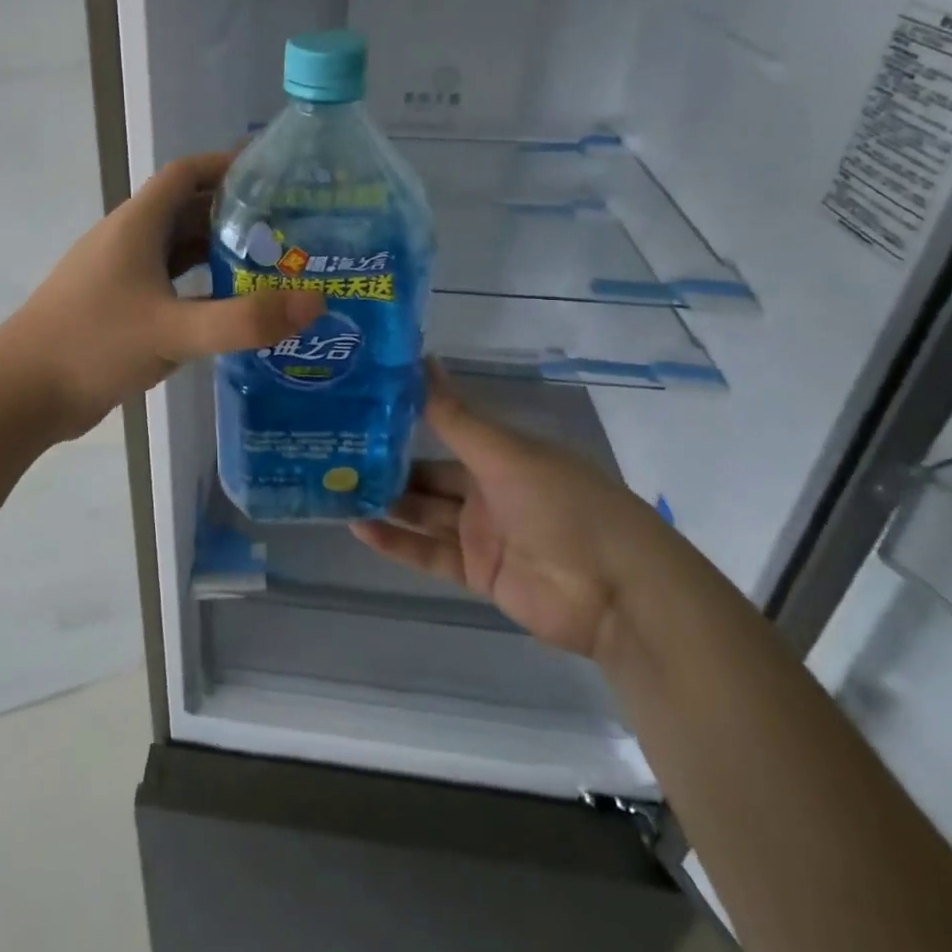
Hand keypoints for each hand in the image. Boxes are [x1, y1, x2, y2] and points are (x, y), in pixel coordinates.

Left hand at [4, 152, 324, 439]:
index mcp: (138, 224)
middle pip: (190, 212)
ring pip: (180, 252)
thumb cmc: (93, 344)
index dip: (228, 166)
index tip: (277, 177)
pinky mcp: (121, 309)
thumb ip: (243, 320)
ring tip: (274, 269)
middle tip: (291, 231)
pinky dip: (202, 290)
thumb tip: (316, 301)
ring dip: (221, 255)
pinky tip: (231, 311)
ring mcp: (123, 276)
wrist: (23, 392)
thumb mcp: (172, 330)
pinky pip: (171, 286)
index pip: (187, 173)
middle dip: (238, 216)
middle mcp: (130, 241)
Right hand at [351, 363, 670, 656]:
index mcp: (501, 454)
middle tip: (336, 454)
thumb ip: (454, 416)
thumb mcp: (505, 454)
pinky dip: (397, 544)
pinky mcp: (478, 573)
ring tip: (336, 488)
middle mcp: (488, 490)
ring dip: (386, 504)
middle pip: (429, 476)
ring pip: (424, 514)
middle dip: (388, 467)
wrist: (616, 592)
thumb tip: (420, 359)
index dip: (406, 422)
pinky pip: (430, 554)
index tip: (360, 409)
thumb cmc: (564, 505)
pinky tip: (359, 528)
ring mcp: (483, 534)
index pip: (445, 432)